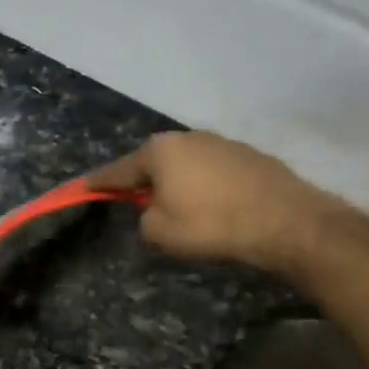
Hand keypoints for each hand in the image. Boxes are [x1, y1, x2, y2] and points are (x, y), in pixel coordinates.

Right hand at [88, 131, 344, 273]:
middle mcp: (188, 137)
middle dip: (143, 181)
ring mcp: (222, 142)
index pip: (118, 170)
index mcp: (160, 151)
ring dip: (177, 183)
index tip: (83, 187)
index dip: (99, 183)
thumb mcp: (160, 232)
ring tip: (178, 208)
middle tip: (135, 202)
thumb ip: (144, 218)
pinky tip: (211, 206)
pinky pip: (212, 171)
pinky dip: (204, 186)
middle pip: (154, 162)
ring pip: (185, 165)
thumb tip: (154, 210)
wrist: (285, 220)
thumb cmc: (211, 224)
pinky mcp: (249, 155)